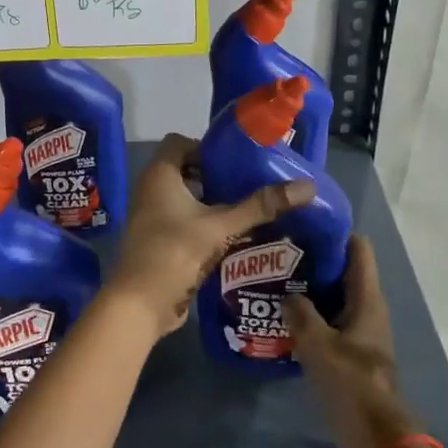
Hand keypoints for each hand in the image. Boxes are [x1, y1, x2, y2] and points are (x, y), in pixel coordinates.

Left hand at [106, 133, 313, 336]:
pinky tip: (234, 235)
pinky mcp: (158, 241)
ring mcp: (152, 217)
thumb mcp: (221, 226)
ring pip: (186, 199)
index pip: (180, 142)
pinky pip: (184, 222)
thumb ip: (260, 206)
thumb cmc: (175, 253)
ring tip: (249, 208)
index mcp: (159, 175)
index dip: (207, 147)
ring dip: (213, 202)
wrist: (140, 304)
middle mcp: (151, 190)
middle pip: (186, 171)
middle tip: (250, 183)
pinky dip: (205, 223)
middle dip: (217, 176)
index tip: (238, 160)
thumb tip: (307, 186)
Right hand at [286, 236, 419, 447]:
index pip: (358, 250)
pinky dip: (312, 315)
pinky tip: (284, 318)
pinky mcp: (353, 353)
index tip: (304, 224)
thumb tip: (287, 293)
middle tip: (279, 253)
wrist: (377, 438)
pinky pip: (331, 322)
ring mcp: (362, 333)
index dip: (335, 233)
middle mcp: (368, 310)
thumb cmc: (351, 384)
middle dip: (315, 260)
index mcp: (367, 300)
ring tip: (275, 281)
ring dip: (310, 289)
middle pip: (344, 272)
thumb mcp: (318, 345)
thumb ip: (300, 314)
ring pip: (335, 298)